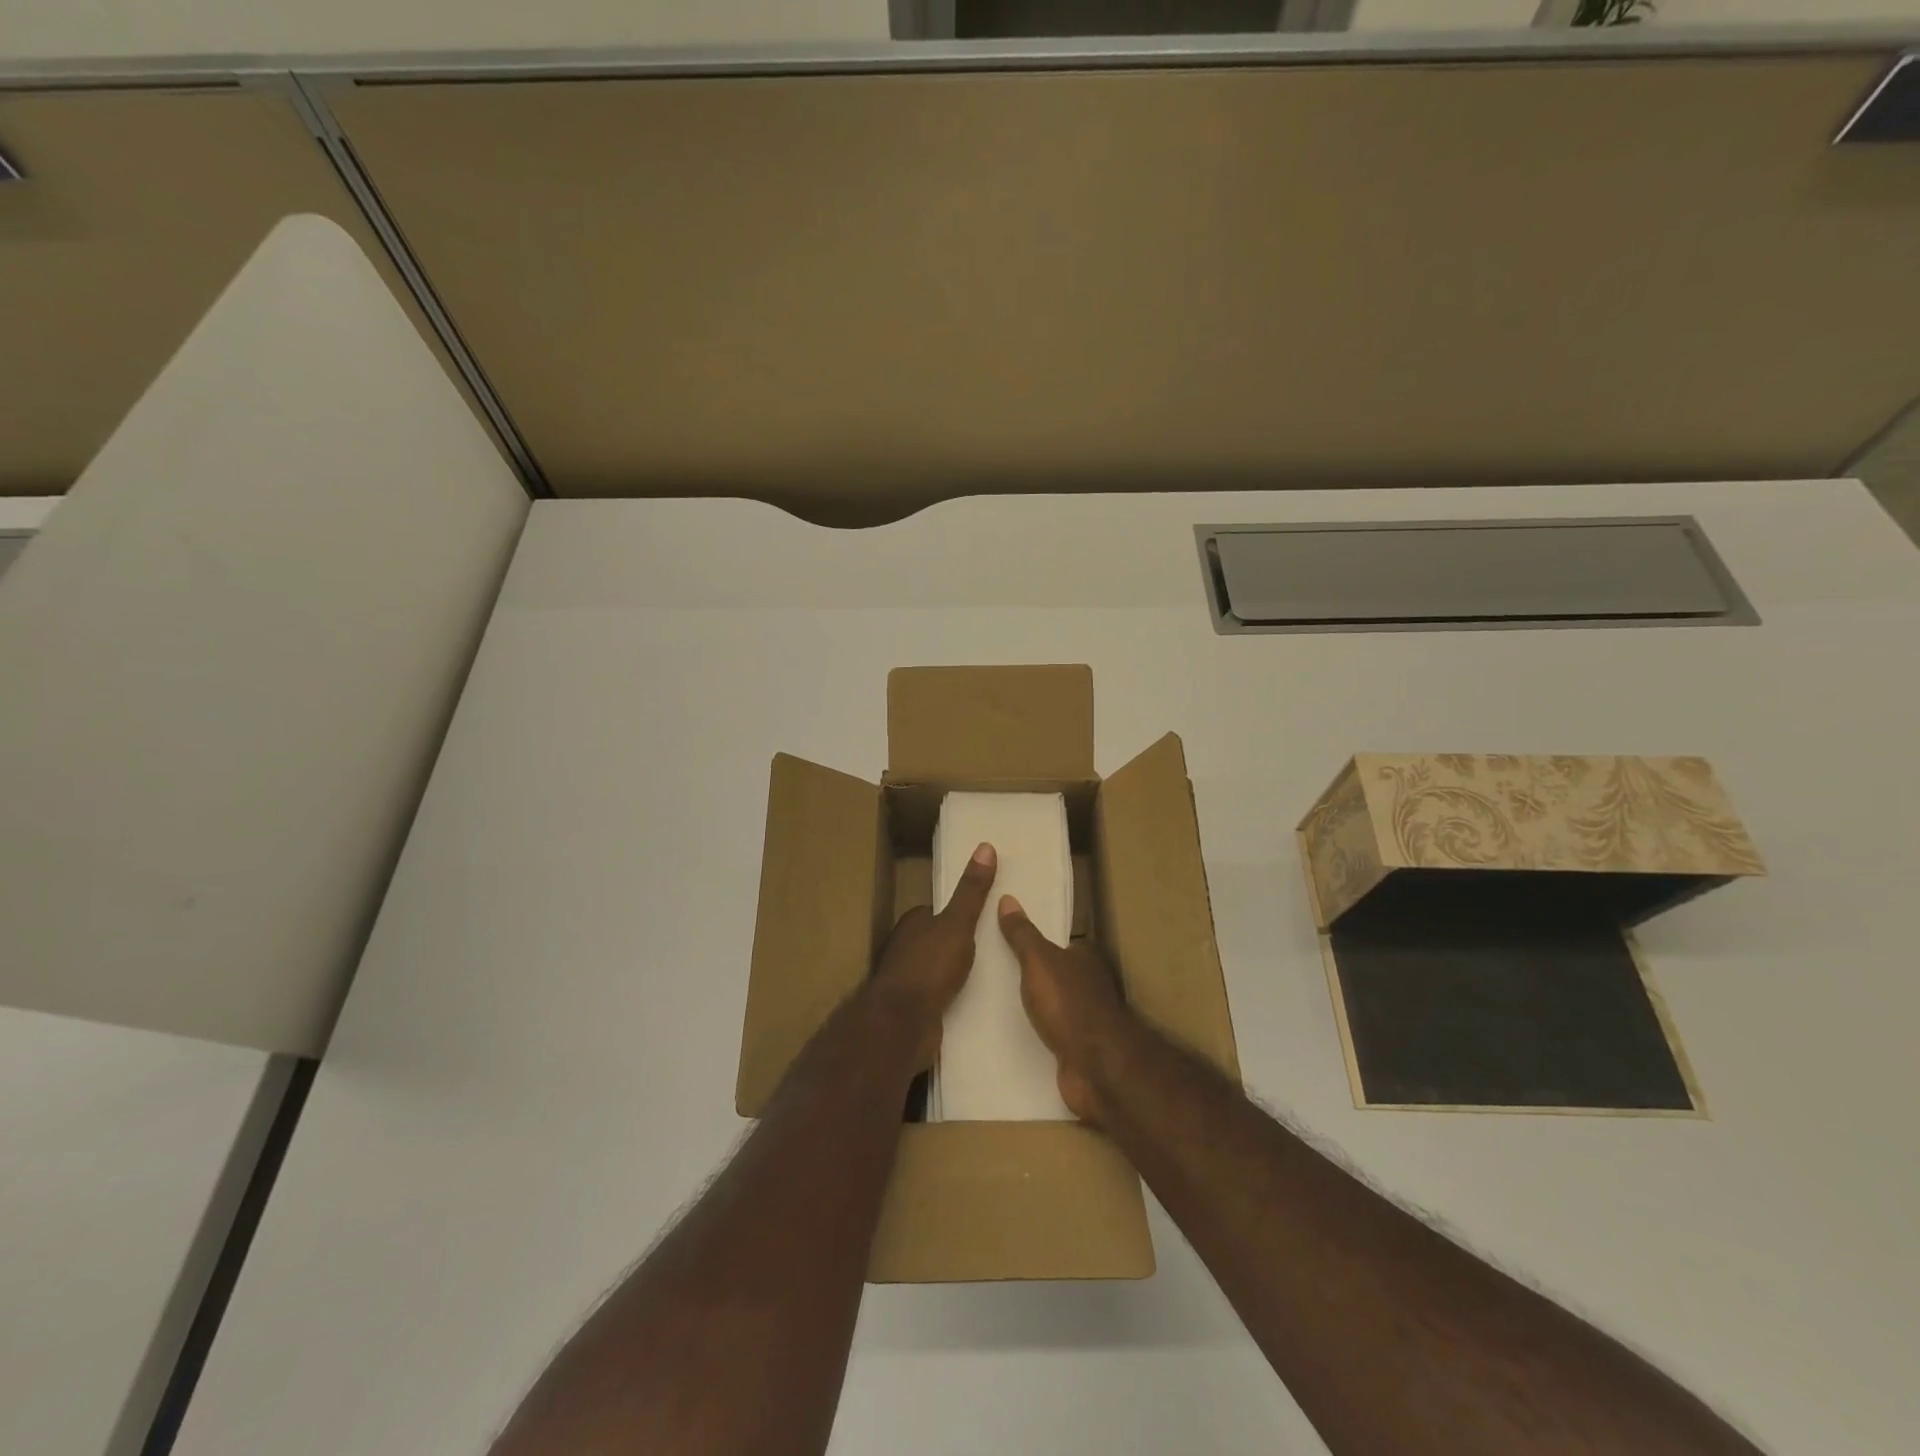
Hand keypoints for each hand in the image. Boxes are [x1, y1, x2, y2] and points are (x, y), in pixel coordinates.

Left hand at [870, 842, 997, 1067]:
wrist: (903, 1024)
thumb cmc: (929, 966)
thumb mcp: (958, 923)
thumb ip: (971, 891)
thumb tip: (985, 846)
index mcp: (913, 923)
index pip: (936, 911)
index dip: (958, 912)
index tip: (983, 916)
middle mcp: (905, 948)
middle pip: (937, 939)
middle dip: (959, 943)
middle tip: (995, 946)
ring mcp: (908, 980)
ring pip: (937, 969)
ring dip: (957, 972)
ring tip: (991, 974)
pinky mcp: (914, 1009)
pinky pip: (939, 996)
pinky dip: (953, 996)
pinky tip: (975, 1002)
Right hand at [997, 895, 1132, 1123]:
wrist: (1096, 1067)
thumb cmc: (1068, 1004)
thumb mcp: (1038, 961)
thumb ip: (1022, 934)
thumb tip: (1007, 898)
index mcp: (1084, 958)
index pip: (1059, 943)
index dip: (1037, 941)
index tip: (1009, 940)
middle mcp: (1089, 985)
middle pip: (1057, 973)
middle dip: (1032, 974)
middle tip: (993, 970)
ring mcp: (1085, 1019)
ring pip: (1054, 1004)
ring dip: (1035, 1005)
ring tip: (996, 1002)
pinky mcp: (1077, 1049)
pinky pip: (1052, 1033)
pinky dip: (1037, 1032)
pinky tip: (1013, 1034)